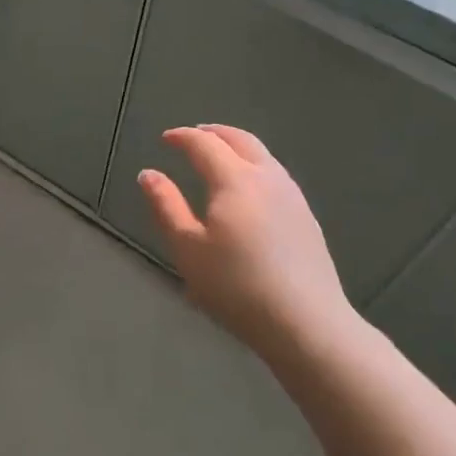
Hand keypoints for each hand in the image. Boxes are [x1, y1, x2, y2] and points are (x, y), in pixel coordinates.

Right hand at [138, 125, 357, 362]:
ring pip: (263, 156)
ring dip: (238, 147)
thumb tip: (148, 173)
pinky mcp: (307, 217)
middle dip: (214, 132)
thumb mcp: (187, 248)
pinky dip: (255, 166)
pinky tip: (250, 189)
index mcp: (234, 179)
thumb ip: (166, 206)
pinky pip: (276, 175)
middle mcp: (267, 177)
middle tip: (194, 136)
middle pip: (241, 140)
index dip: (182, 137)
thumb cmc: (236, 286)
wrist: (305, 322)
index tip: (166, 138)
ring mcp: (292, 196)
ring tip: (220, 157)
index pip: (205, 144)